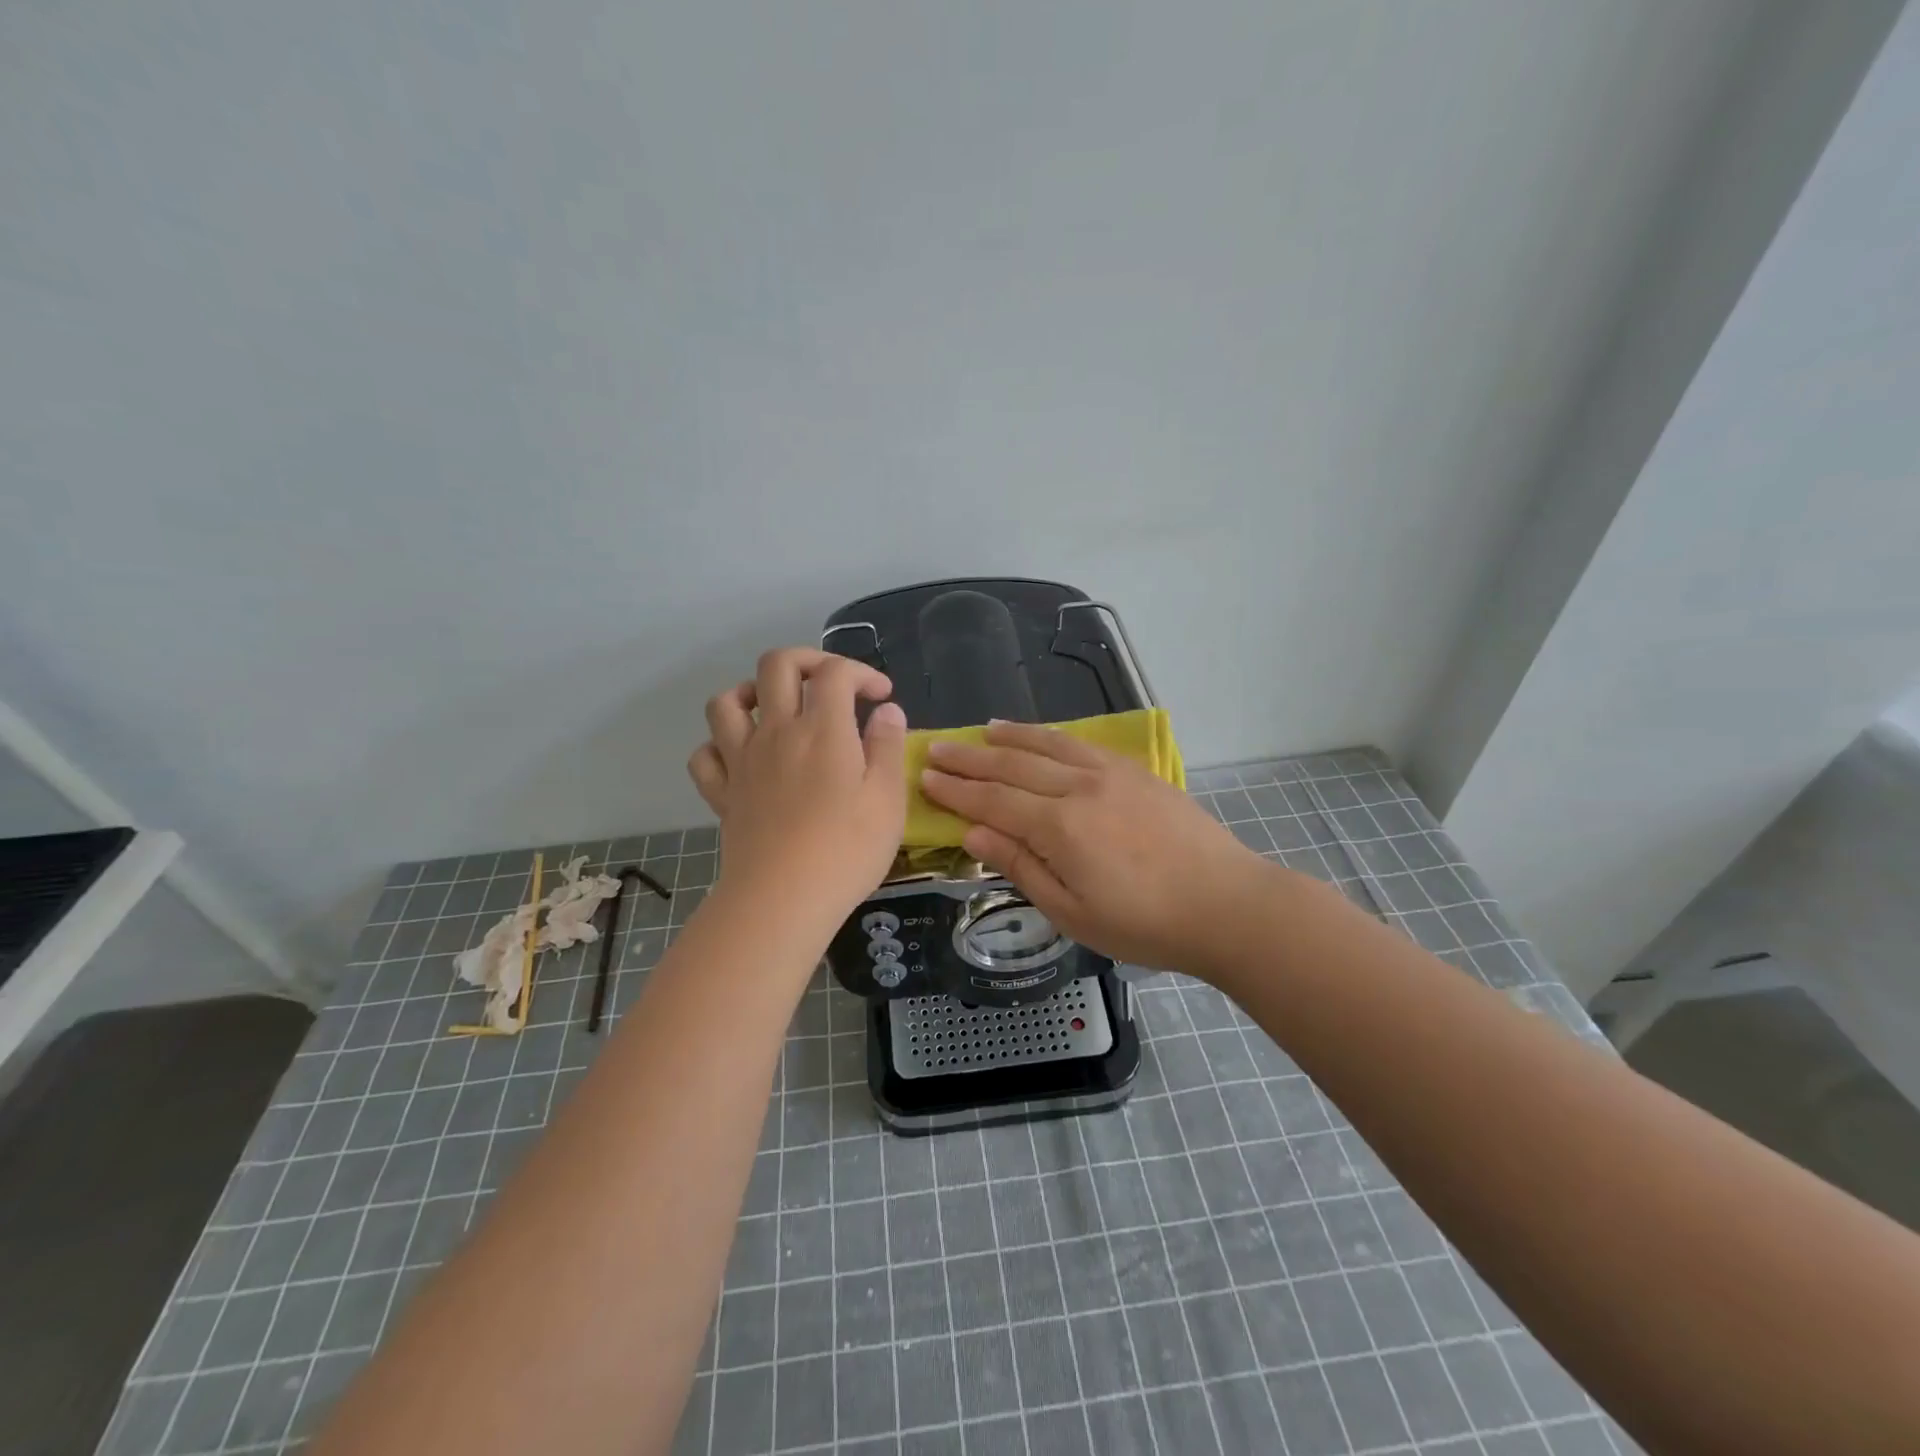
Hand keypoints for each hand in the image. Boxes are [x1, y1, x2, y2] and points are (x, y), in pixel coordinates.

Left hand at [687, 648, 906, 926]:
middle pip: (776, 665)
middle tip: (831, 685)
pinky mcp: (722, 793)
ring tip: (776, 709)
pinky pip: (705, 754)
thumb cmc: (846, 850)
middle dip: (807, 661)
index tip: (881, 697)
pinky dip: (720, 745)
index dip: (861, 672)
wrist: (783, 900)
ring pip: (726, 701)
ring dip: (752, 692)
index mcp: (823, 729)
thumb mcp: (888, 799)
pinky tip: (742, 756)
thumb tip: (887, 711)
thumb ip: (888, 747)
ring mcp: (742, 761)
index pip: (835, 672)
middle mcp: (776, 732)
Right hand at [918, 721, 1280, 976]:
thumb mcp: (1073, 912)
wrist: (1226, 904)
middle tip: (937, 749)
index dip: (956, 791)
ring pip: (1047, 745)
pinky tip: (1040, 736)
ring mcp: (1110, 774)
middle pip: (1013, 766)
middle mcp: (1079, 789)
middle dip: (970, 759)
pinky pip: (1081, 745)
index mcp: (1059, 827)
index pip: (993, 802)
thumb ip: (1021, 867)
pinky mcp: (1135, 772)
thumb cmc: (1145, 924)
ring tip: (982, 730)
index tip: (925, 778)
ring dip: (1009, 737)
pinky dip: (1051, 736)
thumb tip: (973, 833)